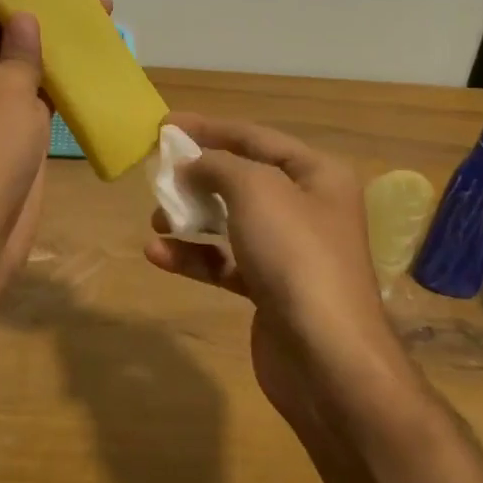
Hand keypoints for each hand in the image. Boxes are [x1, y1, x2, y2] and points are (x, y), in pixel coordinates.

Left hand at [0, 0, 112, 295]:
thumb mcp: (7, 86)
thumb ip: (20, 46)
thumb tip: (25, 16)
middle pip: (11, 22)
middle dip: (49, 3)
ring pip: (32, 54)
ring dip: (65, 36)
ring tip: (107, 14)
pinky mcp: (20, 126)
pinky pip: (45, 88)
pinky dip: (70, 73)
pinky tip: (102, 61)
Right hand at [144, 114, 408, 428]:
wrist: (327, 358)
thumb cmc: (295, 255)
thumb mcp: (255, 189)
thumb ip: (218, 165)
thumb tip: (192, 165)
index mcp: (316, 175)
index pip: (255, 137)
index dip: (209, 128)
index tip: (165, 125)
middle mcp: (307, 208)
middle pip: (241, 179)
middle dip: (197, 176)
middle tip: (158, 175)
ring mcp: (289, 252)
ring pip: (230, 221)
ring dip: (190, 218)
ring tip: (155, 219)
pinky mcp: (269, 290)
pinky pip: (225, 262)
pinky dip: (194, 256)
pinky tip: (158, 255)